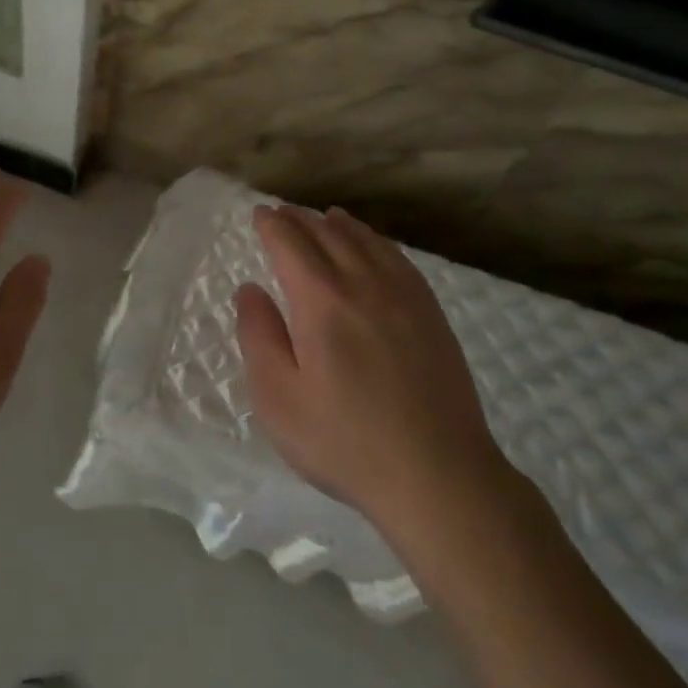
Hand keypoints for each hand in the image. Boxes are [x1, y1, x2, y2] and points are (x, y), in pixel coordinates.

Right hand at [235, 204, 503, 536]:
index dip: (272, 225)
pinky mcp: (430, 313)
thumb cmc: (345, 442)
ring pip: (366, 241)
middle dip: (301, 219)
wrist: (438, 474)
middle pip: (328, 234)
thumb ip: (258, 336)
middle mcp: (363, 283)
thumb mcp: (279, 399)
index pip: (291, 244)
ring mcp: (404, 295)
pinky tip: (373, 247)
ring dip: (339, 224)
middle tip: (283, 212)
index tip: (260, 214)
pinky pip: (398, 258)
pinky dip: (376, 241)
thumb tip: (250, 289)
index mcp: (321, 301)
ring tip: (325, 217)